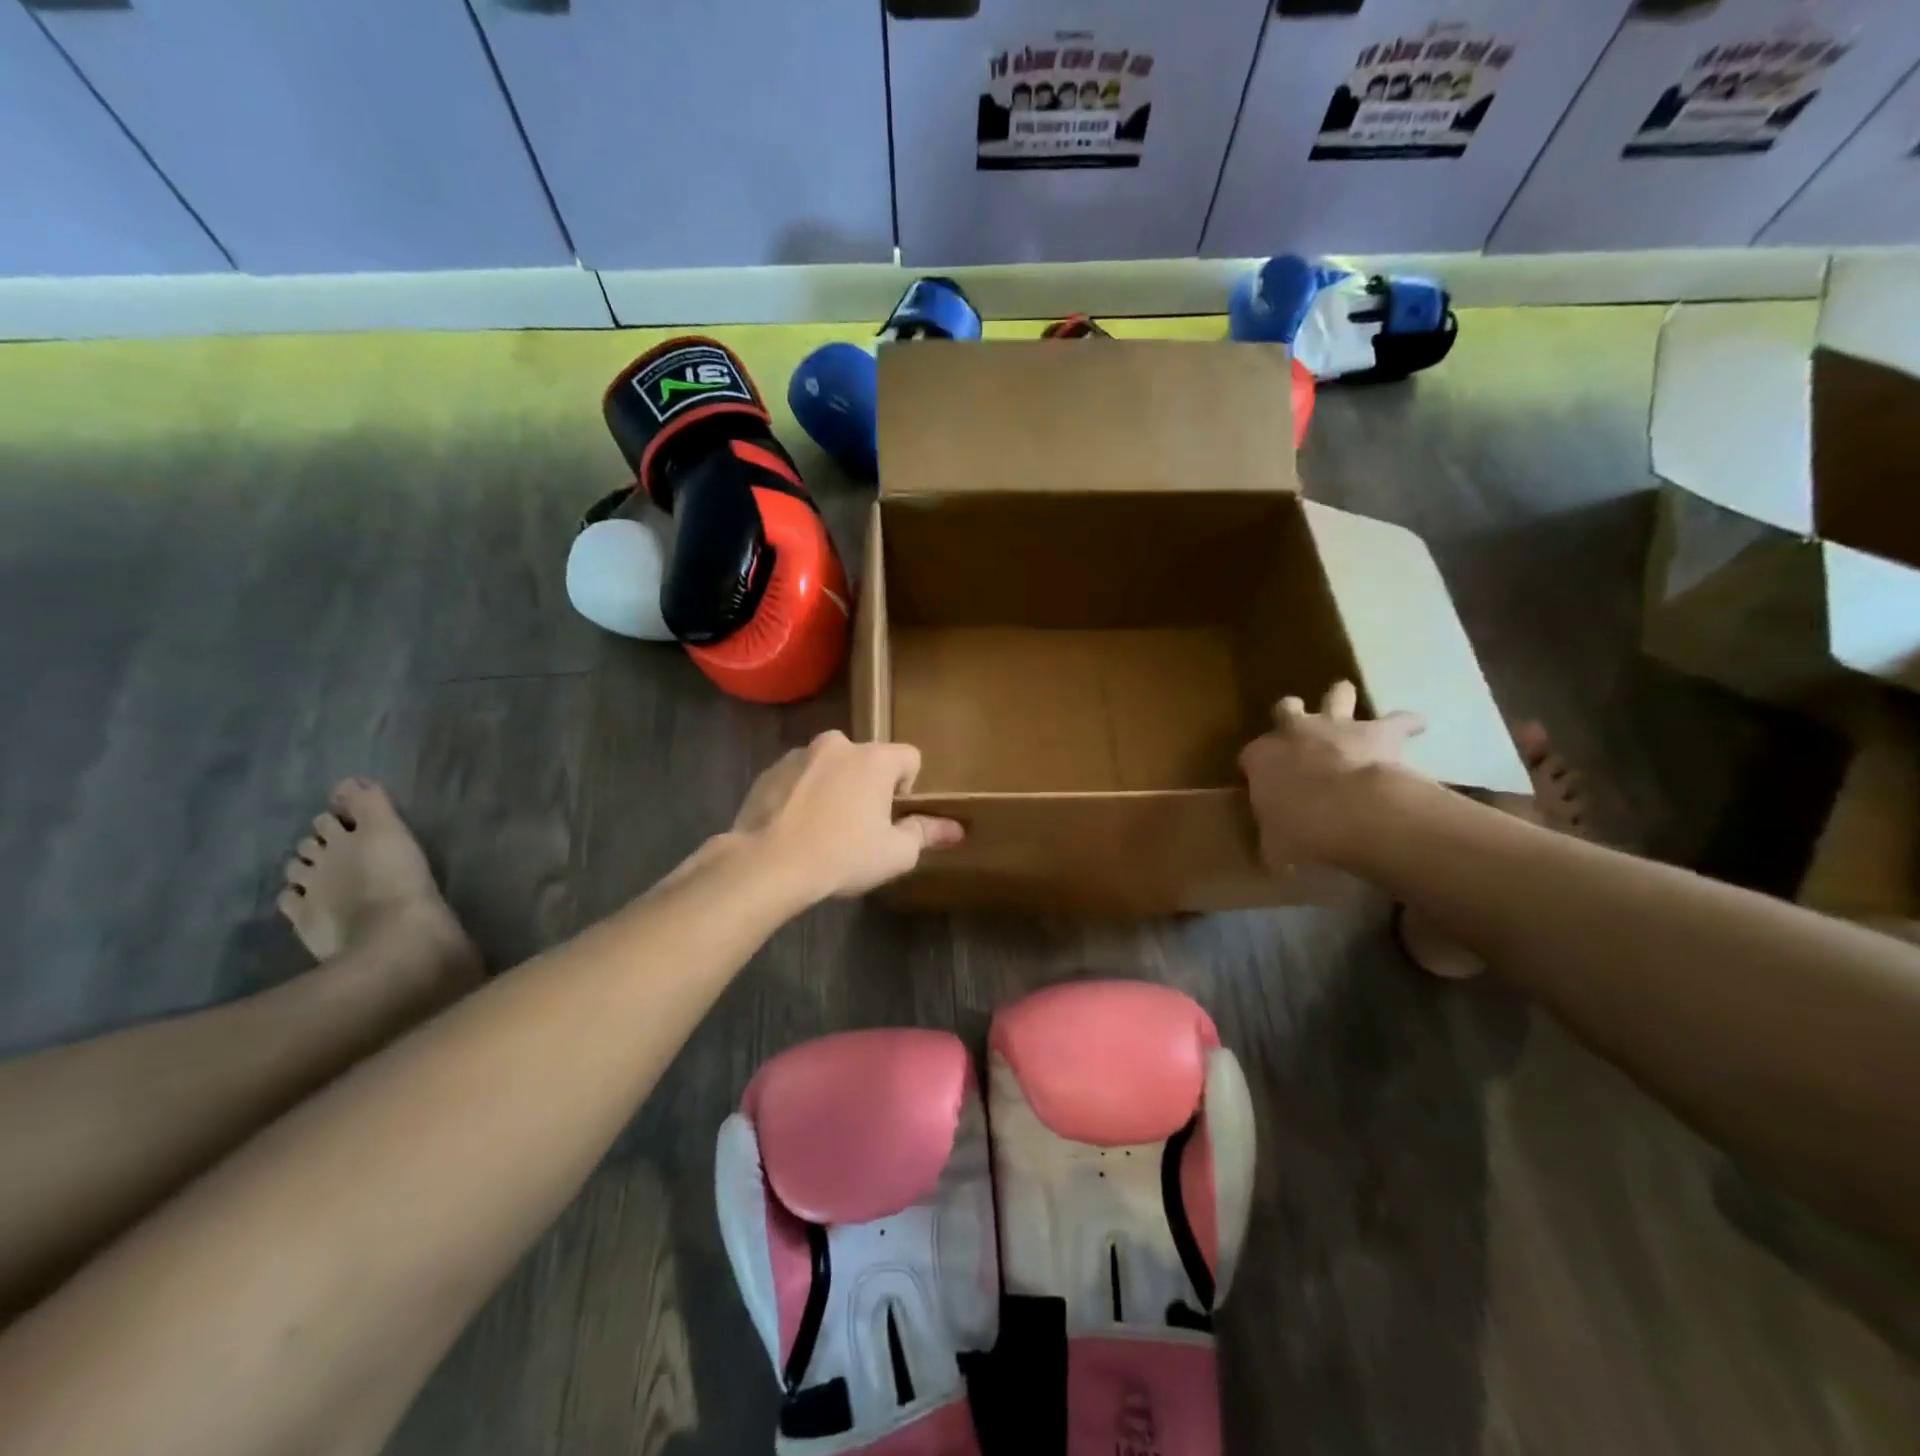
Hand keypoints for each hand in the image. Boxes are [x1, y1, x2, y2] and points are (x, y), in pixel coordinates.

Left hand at [733, 731, 963, 900]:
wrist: (765, 865)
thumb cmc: (842, 856)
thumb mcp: (895, 853)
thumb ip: (927, 833)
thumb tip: (957, 829)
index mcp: (874, 758)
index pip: (910, 757)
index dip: (908, 788)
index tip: (892, 818)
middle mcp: (837, 744)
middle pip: (867, 760)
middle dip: (868, 786)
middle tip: (859, 826)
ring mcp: (799, 754)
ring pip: (830, 767)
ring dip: (834, 788)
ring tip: (823, 830)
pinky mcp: (768, 771)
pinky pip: (798, 778)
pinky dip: (802, 795)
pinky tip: (795, 828)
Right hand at [1237, 682, 1425, 869]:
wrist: (1349, 811)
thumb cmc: (1300, 829)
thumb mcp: (1275, 846)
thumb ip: (1273, 844)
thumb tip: (1275, 858)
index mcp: (1261, 758)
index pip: (1251, 755)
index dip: (1257, 766)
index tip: (1263, 779)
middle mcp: (1294, 732)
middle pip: (1286, 709)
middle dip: (1291, 712)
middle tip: (1299, 724)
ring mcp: (1336, 726)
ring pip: (1337, 695)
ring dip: (1342, 699)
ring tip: (1350, 704)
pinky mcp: (1378, 731)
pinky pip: (1399, 720)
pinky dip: (1407, 724)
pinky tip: (1416, 727)